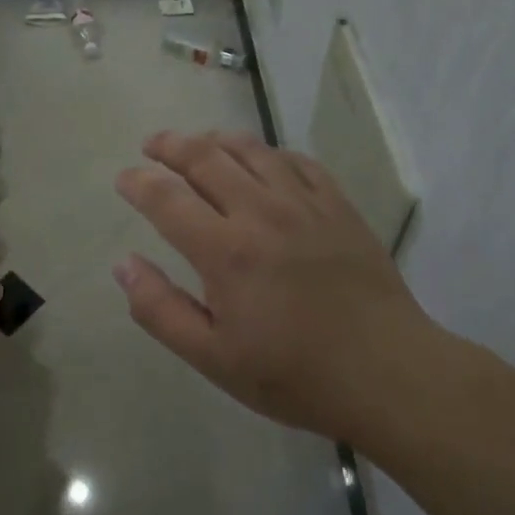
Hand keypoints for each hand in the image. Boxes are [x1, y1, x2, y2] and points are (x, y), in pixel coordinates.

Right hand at [113, 130, 438, 444]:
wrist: (390, 374)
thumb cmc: (295, 374)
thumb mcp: (213, 358)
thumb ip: (160, 309)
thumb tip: (124, 265)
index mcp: (224, 250)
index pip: (166, 198)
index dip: (138, 183)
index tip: (124, 178)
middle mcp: (259, 212)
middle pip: (204, 157)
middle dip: (170, 145)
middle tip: (152, 145)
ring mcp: (303, 203)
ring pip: (250, 149)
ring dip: (215, 139)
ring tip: (198, 142)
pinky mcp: (338, 205)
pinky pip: (297, 161)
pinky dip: (269, 153)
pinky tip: (262, 160)